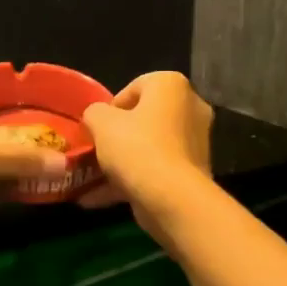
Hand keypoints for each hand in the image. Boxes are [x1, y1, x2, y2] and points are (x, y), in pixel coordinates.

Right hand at [81, 72, 213, 239]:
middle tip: (95, 151)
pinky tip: (98, 200)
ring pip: (149, 148)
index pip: (135, 87)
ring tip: (90, 180)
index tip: (96, 128)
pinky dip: (131, 181)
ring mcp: (195, 143)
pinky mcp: (193, 172)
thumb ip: (94, 112)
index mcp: (171, 85)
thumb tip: (97, 118)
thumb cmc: (136, 147)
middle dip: (117, 137)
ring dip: (120, 163)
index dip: (110, 108)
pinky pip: (156, 170)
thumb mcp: (100, 122)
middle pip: (144, 119)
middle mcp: (190, 108)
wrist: (172, 198)